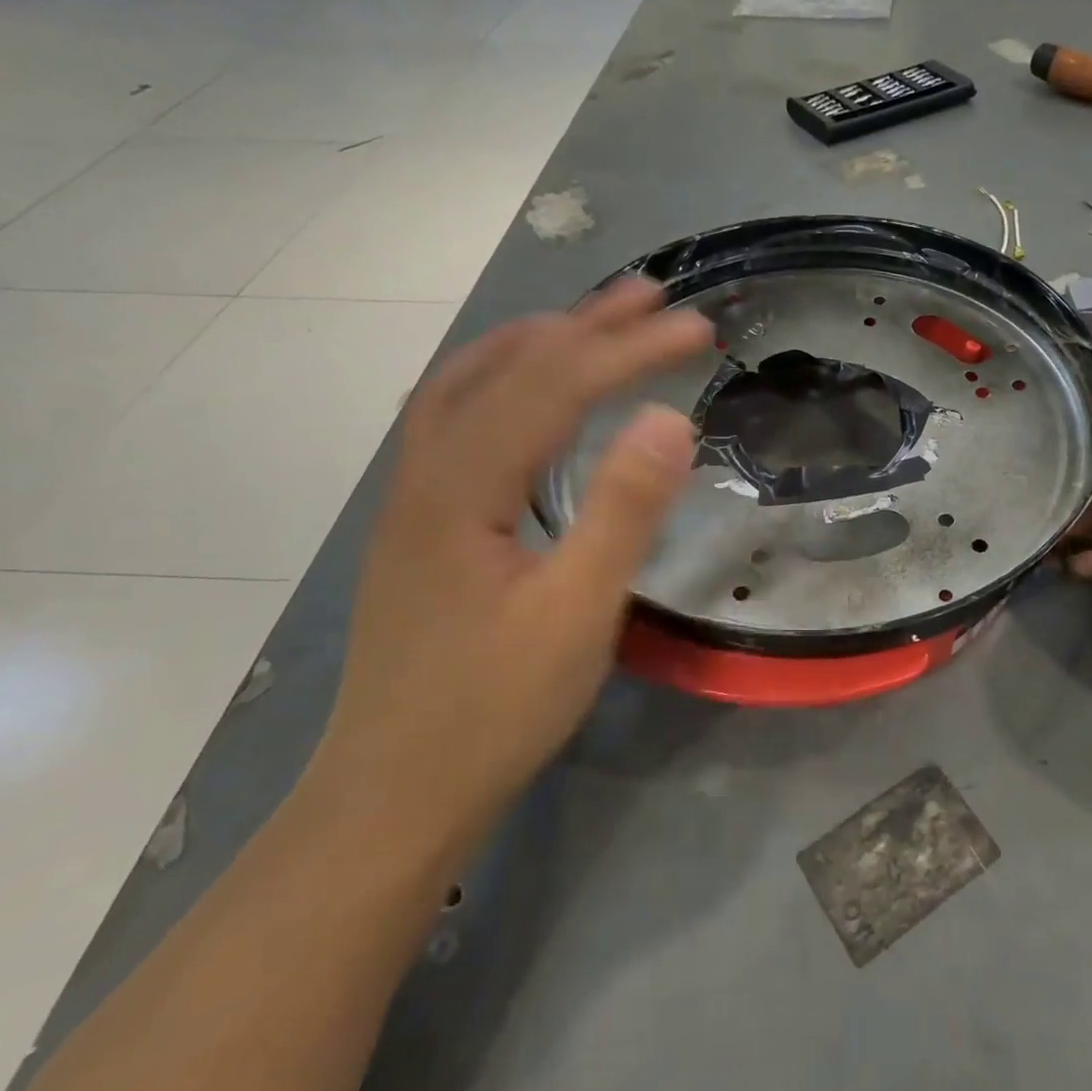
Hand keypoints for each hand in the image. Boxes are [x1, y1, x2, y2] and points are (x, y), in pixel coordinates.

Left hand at [308, 278, 711, 843]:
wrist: (394, 794)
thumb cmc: (493, 710)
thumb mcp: (576, 615)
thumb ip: (622, 512)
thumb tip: (669, 419)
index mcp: (462, 488)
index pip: (554, 386)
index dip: (628, 349)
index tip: (697, 328)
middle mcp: (426, 473)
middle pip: (506, 369)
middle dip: (586, 325)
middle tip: (653, 296)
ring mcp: (414, 497)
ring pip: (470, 387)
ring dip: (538, 342)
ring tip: (595, 320)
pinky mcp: (423, 523)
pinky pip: (459, 420)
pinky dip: (504, 381)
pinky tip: (530, 394)